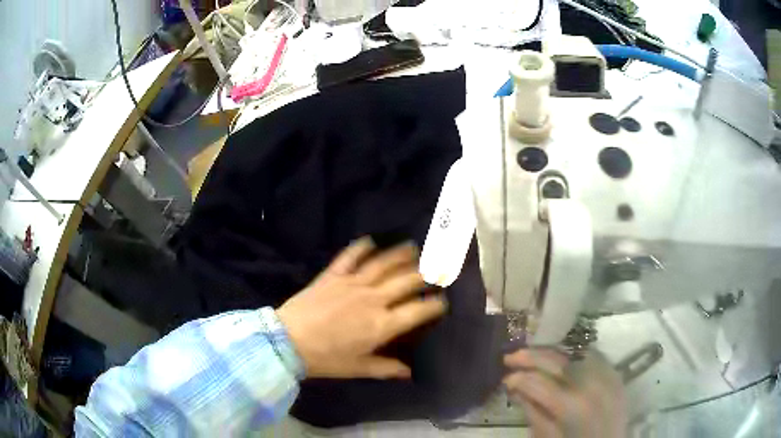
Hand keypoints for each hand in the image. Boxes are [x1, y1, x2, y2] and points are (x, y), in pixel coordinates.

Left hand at [277, 237, 445, 379]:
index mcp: (382, 325)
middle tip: (435, 268)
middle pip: (405, 282)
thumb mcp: (358, 368)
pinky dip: (360, 248)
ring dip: (400, 255)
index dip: (433, 305)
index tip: (442, 301)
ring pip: (382, 265)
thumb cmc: (325, 359)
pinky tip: (369, 241)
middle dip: (424, 275)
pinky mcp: (332, 276)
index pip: (417, 311)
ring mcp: (352, 284)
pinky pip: (349, 257)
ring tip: (414, 248)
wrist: (287, 341)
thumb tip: (409, 373)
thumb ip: (386, 368)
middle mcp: (373, 299)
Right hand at [503, 349, 626, 437]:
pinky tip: (562, 359)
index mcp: (570, 406)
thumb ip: (532, 411)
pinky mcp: (615, 373)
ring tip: (534, 355)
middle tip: (510, 357)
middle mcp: (590, 384)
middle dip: (529, 356)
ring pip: (574, 351)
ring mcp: (606, 375)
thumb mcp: (547, 437)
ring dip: (551, 352)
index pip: (537, 382)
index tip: (505, 379)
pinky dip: (573, 354)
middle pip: (555, 360)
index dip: (517, 378)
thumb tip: (515, 387)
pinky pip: (592, 355)